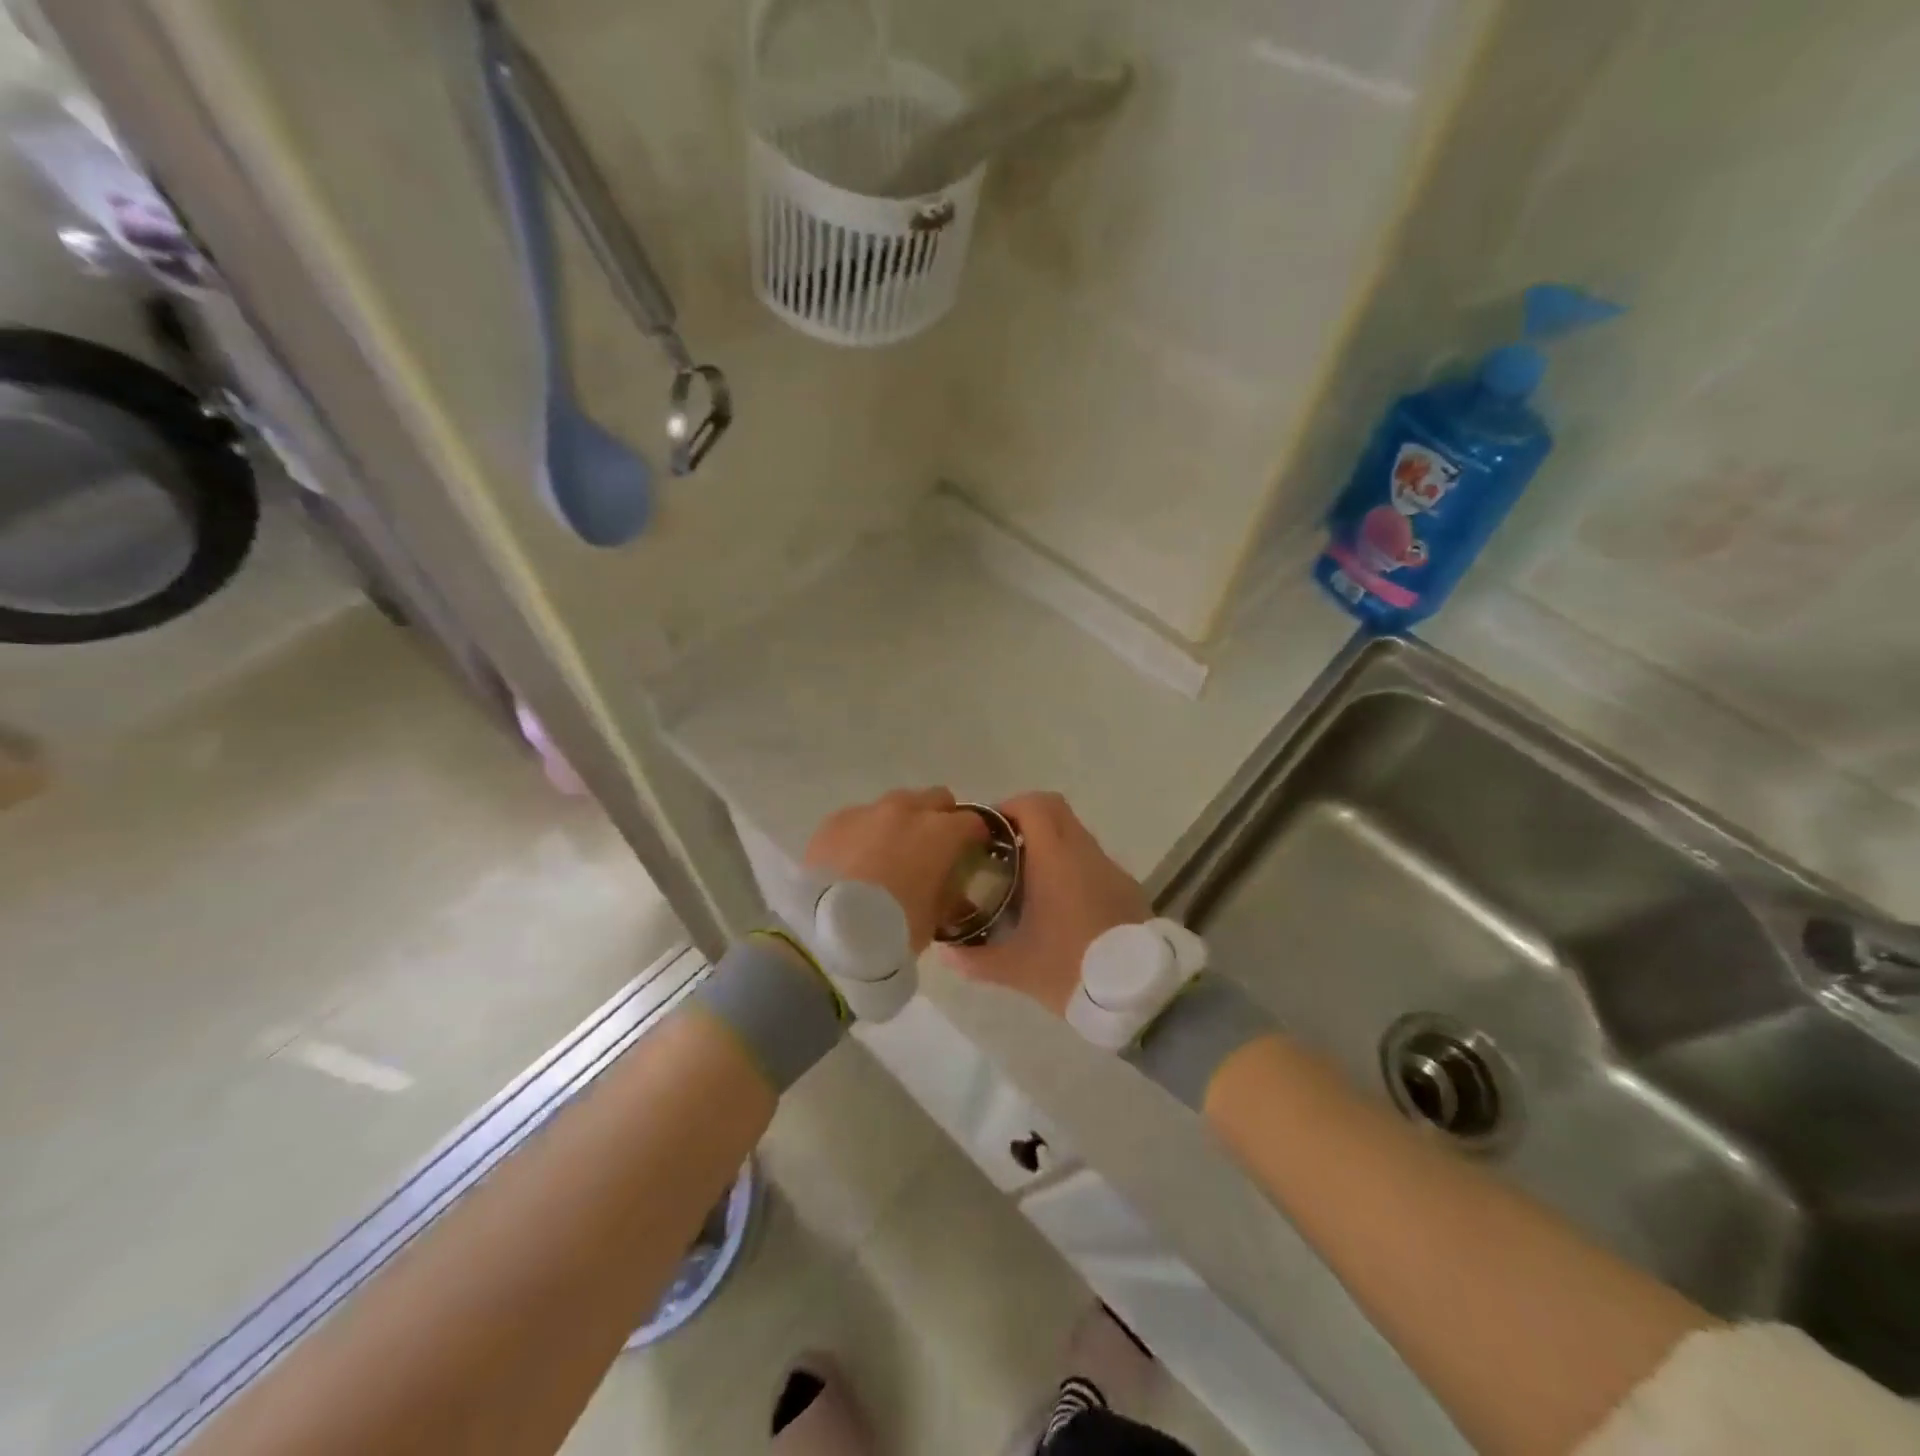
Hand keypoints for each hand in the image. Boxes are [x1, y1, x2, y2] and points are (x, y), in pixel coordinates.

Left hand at [804, 788, 988, 952]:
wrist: (828, 931)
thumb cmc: (894, 929)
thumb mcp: (934, 919)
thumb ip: (949, 896)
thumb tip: (954, 892)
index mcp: (941, 833)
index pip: (973, 822)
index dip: (975, 837)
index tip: (972, 852)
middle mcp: (907, 811)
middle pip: (936, 799)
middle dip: (940, 817)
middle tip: (933, 847)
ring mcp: (868, 811)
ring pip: (896, 803)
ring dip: (901, 821)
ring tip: (890, 852)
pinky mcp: (835, 820)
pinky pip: (860, 817)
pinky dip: (866, 831)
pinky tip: (856, 858)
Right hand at [941, 792, 1148, 1015]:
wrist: (1140, 993)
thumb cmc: (1072, 969)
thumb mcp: (1017, 968)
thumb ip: (975, 959)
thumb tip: (944, 953)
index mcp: (1056, 858)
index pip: (1032, 805)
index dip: (1006, 807)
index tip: (986, 830)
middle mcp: (1085, 852)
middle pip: (1055, 810)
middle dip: (1026, 818)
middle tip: (1002, 848)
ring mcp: (1110, 868)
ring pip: (1075, 834)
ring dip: (1049, 843)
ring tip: (1026, 878)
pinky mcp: (1126, 886)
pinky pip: (1092, 860)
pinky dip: (1071, 865)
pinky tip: (1059, 902)